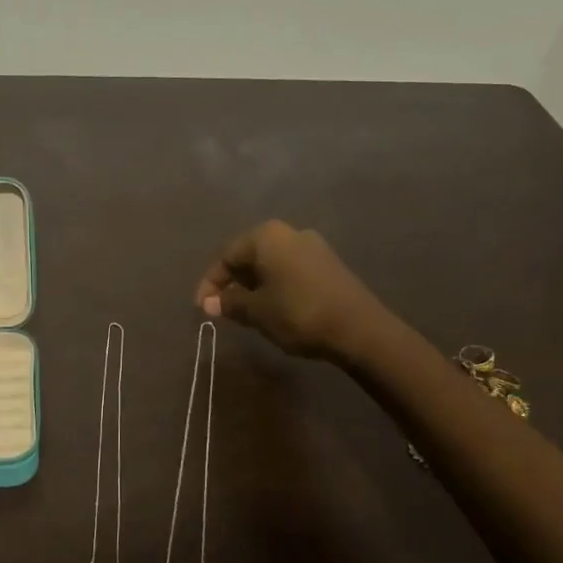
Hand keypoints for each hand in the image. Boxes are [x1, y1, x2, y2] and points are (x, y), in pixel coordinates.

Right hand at [195, 219, 382, 361]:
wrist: (360, 329)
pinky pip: (290, 270)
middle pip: (249, 256)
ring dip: (254, 286)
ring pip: (270, 264)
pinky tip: (273, 308)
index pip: (227, 256)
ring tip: (245, 311)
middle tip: (222, 308)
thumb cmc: (298, 313)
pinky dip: (275, 286)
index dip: (211, 283)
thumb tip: (208, 303)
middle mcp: (289, 233)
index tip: (202, 308)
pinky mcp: (328, 264)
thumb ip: (230, 303)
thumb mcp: (257, 311)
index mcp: (266, 236)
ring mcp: (312, 247)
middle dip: (232, 283)